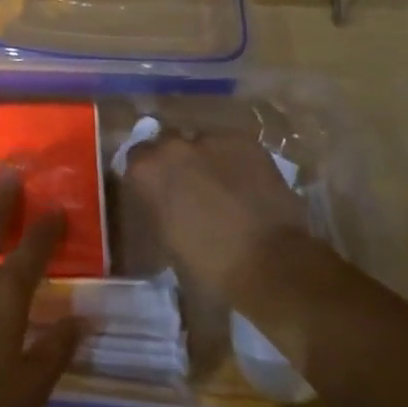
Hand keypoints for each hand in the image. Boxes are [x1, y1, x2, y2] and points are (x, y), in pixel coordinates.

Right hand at [124, 131, 313, 305]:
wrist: (271, 265)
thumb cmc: (210, 266)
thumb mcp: (167, 242)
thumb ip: (158, 210)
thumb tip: (163, 205)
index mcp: (147, 170)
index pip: (136, 159)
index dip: (149, 176)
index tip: (158, 193)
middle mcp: (173, 146)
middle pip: (168, 145)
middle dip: (176, 163)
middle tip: (190, 189)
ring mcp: (211, 140)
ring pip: (202, 143)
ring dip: (205, 160)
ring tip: (222, 187)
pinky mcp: (246, 142)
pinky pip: (231, 147)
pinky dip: (235, 162)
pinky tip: (246, 185)